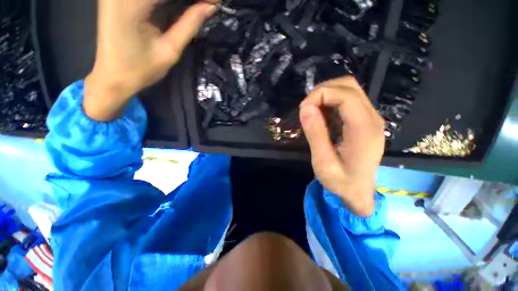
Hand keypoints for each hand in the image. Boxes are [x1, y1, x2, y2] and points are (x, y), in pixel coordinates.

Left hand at [84, 0, 215, 120]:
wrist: (113, 76)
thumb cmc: (142, 69)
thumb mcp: (170, 50)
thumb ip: (189, 25)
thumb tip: (210, 7)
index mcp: (131, 4)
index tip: (215, 2)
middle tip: (208, 5)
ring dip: (179, 1)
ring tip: (199, 7)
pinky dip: (167, 2)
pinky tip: (179, 7)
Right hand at [299, 76, 384, 216]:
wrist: (359, 192)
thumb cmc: (341, 182)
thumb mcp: (323, 163)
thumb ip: (315, 134)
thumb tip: (306, 108)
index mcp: (364, 129)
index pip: (345, 94)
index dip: (320, 94)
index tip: (303, 109)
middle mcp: (372, 118)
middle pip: (349, 86)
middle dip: (323, 91)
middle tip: (306, 109)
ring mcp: (370, 118)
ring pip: (348, 90)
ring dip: (326, 96)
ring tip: (312, 113)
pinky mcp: (364, 121)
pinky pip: (347, 101)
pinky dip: (331, 103)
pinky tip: (322, 117)